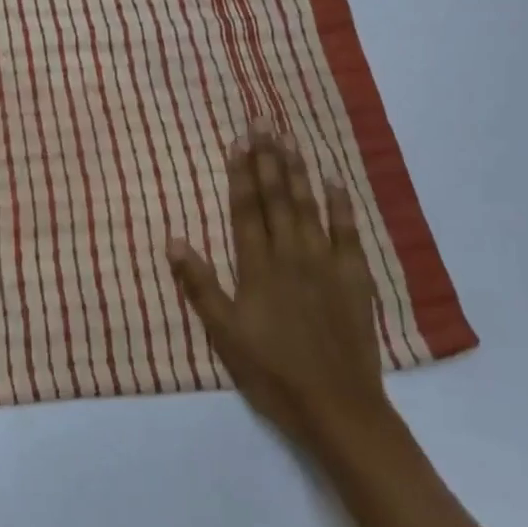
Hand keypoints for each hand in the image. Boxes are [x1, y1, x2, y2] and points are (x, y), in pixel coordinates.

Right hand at [167, 128, 393, 454]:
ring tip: (290, 138)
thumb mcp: (223, 334)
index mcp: (257, 267)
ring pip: (309, 206)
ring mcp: (325, 264)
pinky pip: (347, 232)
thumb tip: (173, 240)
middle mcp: (291, 255)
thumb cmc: (271, 371)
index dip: (242, 173)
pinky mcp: (354, 278)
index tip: (239, 140)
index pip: (247, 209)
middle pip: (278, 198)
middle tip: (263, 121)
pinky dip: (341, 204)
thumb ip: (199, 285)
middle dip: (268, 158)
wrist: (336, 405)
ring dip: (298, 171)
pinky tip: (334, 180)